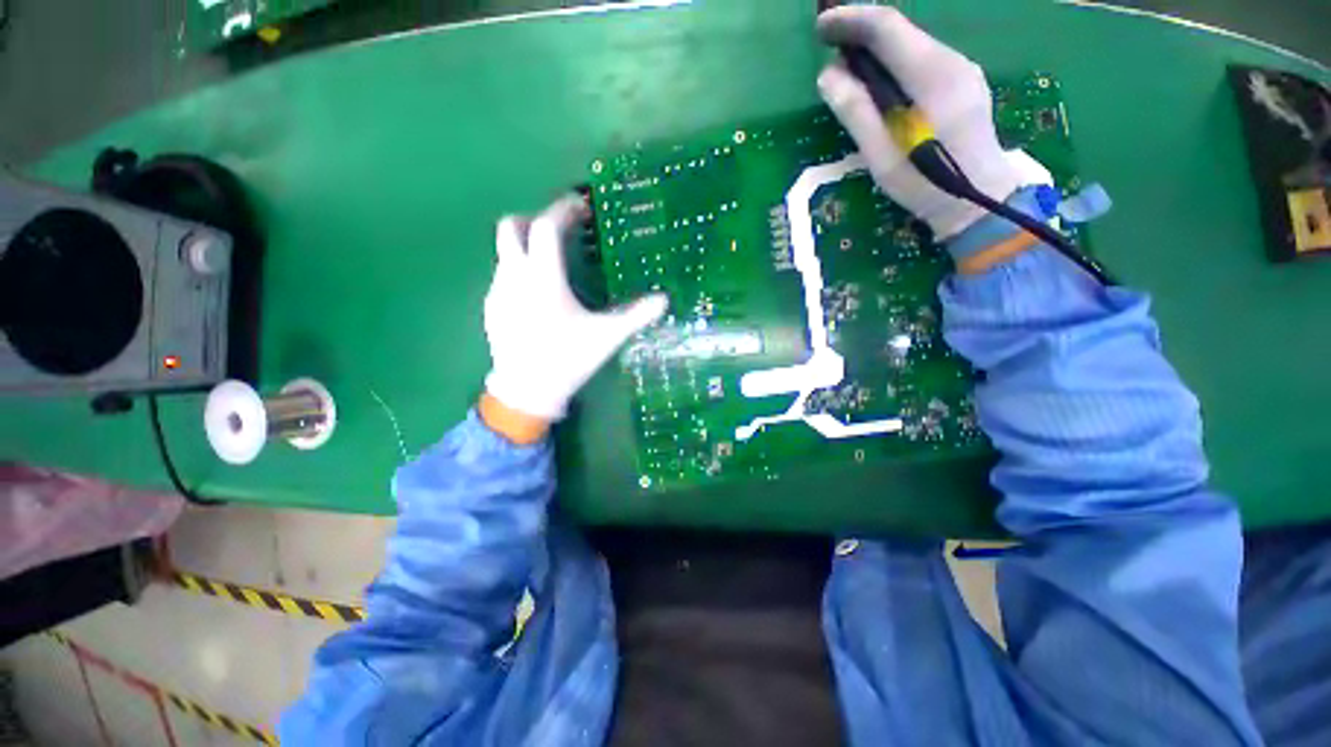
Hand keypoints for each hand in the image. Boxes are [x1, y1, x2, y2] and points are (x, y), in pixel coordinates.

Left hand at [483, 194, 667, 430]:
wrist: (527, 392)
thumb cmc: (568, 359)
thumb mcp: (607, 337)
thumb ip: (636, 315)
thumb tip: (664, 300)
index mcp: (543, 279)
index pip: (546, 227)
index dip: (562, 210)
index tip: (579, 205)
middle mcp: (514, 277)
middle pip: (510, 228)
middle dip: (534, 220)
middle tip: (560, 232)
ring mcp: (498, 292)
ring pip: (505, 252)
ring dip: (527, 247)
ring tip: (553, 266)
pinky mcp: (491, 307)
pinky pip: (503, 275)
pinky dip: (520, 270)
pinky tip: (538, 295)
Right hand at [816, 6, 1024, 239]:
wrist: (979, 201)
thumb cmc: (925, 184)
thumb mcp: (881, 154)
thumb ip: (856, 111)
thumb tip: (828, 74)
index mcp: (930, 75)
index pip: (887, 27)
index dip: (850, 20)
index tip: (820, 27)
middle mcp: (951, 60)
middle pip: (901, 31)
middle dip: (861, 31)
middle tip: (828, 47)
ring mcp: (962, 70)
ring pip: (912, 44)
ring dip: (877, 49)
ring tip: (847, 67)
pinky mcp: (964, 82)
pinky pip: (923, 60)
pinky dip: (895, 63)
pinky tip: (879, 83)